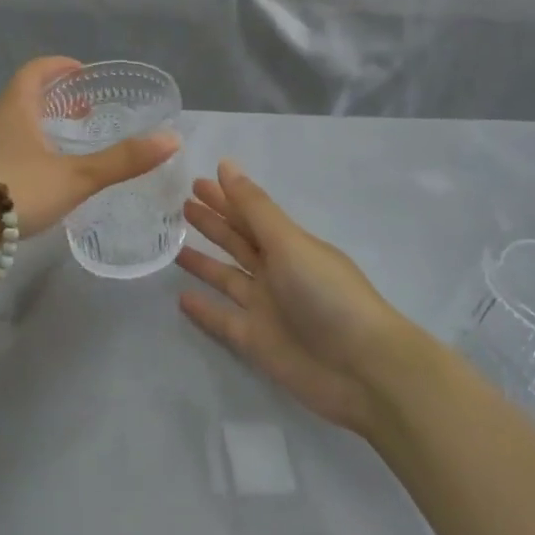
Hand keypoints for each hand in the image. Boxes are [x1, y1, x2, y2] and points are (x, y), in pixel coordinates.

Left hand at [0, 57, 179, 234]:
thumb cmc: (15, 188)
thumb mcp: (76, 176)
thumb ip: (122, 160)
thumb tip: (171, 139)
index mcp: (16, 106)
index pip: (37, 70)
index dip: (61, 67)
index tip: (83, 75)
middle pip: (24, 96)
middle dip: (55, 100)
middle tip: (83, 113)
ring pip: (12, 125)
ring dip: (39, 127)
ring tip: (65, 147)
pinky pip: (2, 150)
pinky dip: (25, 152)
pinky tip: (39, 179)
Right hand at [177, 161, 407, 431]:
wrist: (363, 369)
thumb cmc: (328, 295)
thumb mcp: (289, 243)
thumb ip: (254, 208)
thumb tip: (226, 165)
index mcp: (289, 244)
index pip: (250, 214)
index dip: (225, 197)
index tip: (195, 181)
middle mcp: (276, 271)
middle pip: (237, 242)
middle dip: (212, 223)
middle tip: (180, 205)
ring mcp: (266, 307)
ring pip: (226, 277)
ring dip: (202, 261)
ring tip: (171, 245)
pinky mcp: (256, 341)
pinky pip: (222, 319)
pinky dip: (204, 309)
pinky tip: (180, 297)